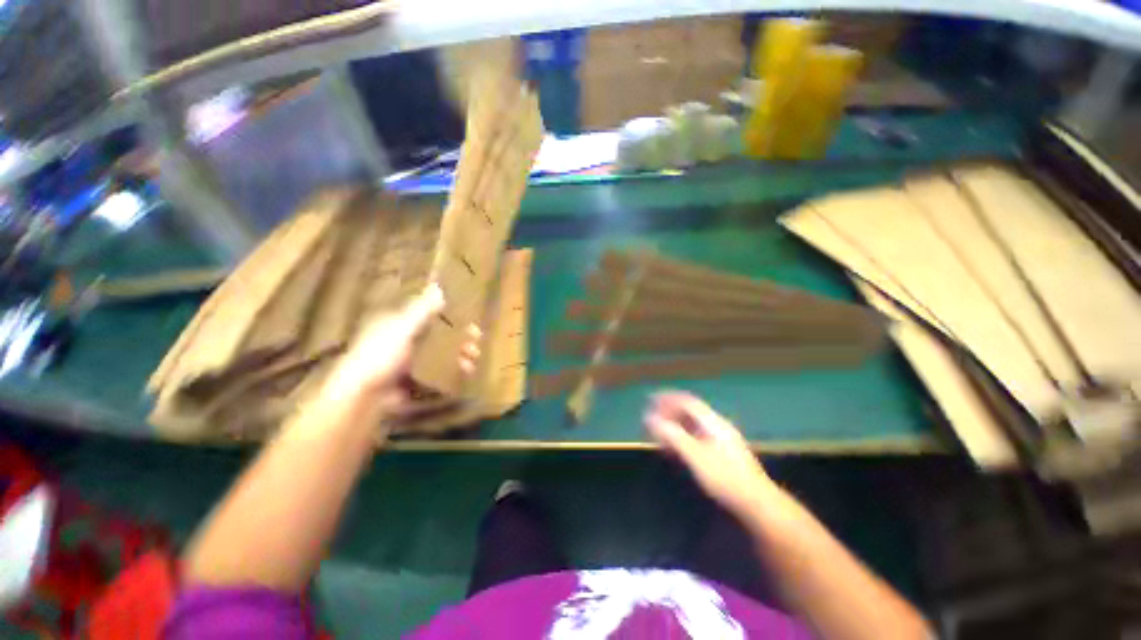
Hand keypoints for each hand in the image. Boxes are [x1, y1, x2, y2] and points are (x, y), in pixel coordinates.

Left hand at [324, 284, 479, 411]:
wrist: (362, 397)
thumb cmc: (380, 356)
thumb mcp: (402, 329)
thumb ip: (421, 310)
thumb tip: (438, 287)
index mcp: (398, 324)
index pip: (429, 315)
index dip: (450, 315)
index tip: (469, 320)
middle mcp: (405, 341)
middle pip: (438, 335)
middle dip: (459, 338)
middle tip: (476, 342)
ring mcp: (410, 362)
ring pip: (441, 354)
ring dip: (459, 355)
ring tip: (473, 359)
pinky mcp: (414, 380)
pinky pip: (438, 372)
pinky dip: (452, 371)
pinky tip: (464, 373)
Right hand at [644, 392, 778, 515]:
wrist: (757, 503)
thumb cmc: (725, 478)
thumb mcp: (696, 456)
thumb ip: (673, 435)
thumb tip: (652, 419)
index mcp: (713, 423)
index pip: (687, 402)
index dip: (668, 398)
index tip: (651, 399)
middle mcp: (717, 427)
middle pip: (689, 413)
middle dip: (669, 412)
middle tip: (651, 418)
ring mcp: (721, 440)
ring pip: (692, 426)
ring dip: (674, 426)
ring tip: (658, 432)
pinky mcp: (722, 454)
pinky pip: (696, 437)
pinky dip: (682, 438)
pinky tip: (674, 448)